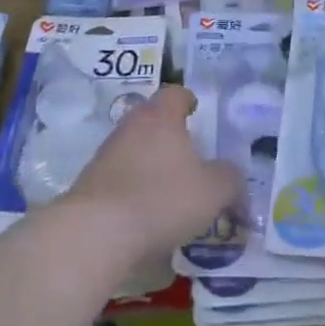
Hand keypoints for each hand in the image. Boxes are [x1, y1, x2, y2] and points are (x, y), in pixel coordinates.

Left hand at [63, 86, 242, 265]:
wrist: (95, 232)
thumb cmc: (161, 199)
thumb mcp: (212, 192)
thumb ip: (230, 179)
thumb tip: (234, 175)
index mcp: (161, 116)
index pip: (176, 93)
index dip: (188, 100)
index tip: (197, 112)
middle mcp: (131, 125)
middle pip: (153, 119)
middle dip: (170, 134)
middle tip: (190, 155)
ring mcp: (107, 152)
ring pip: (135, 147)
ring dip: (150, 161)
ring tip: (169, 189)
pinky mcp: (91, 182)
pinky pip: (120, 175)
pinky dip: (133, 186)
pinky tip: (145, 213)